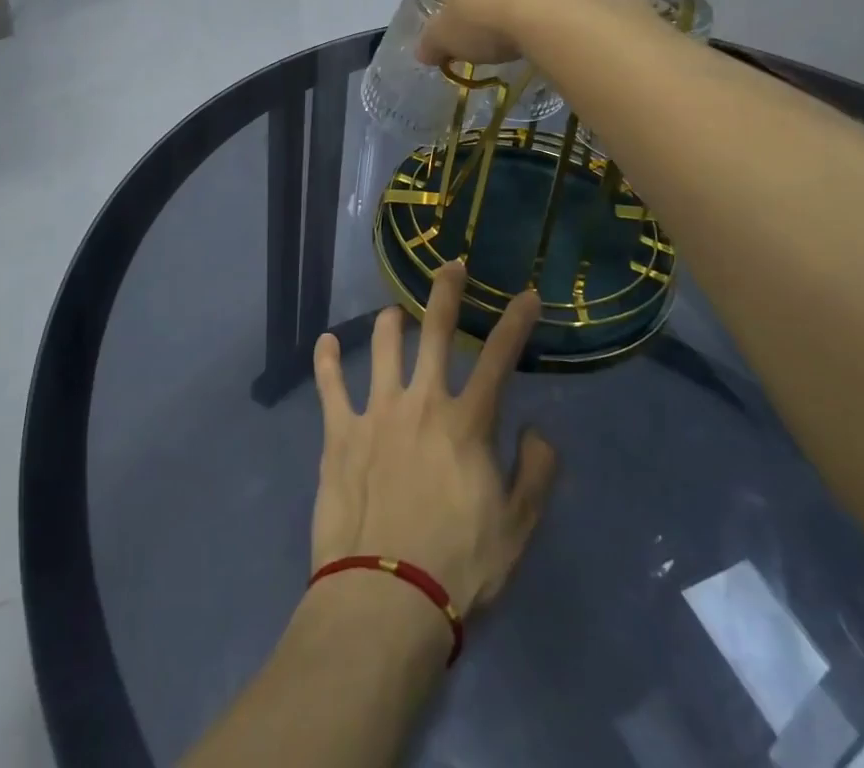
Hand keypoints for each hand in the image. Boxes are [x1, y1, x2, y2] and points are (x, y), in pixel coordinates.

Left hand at [310, 261, 557, 613]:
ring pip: (383, 347)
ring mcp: (376, 412)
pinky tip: (326, 342)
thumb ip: (535, 473)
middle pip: (436, 333)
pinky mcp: (340, 433)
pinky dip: (327, 361)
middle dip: (445, 293)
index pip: (499, 359)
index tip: (526, 293)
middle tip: (450, 265)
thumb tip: (537, 429)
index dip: (516, 322)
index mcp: (467, 423)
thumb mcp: (517, 528)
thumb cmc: (459, 566)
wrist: (385, 598)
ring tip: (394, 311)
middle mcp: (422, 402)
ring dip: (390, 323)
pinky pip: (330, 386)